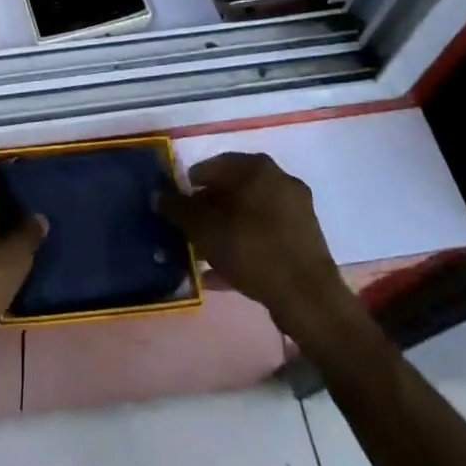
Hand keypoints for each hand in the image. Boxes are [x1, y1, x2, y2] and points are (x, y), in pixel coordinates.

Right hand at [157, 153, 352, 338]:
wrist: (308, 299)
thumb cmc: (252, 249)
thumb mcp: (204, 228)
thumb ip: (178, 209)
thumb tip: (158, 195)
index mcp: (258, 168)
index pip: (215, 165)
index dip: (192, 183)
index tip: (178, 205)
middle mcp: (280, 181)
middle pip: (234, 190)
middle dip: (209, 209)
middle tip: (189, 230)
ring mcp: (296, 212)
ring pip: (249, 216)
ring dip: (225, 231)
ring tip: (202, 254)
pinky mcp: (305, 242)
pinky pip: (265, 238)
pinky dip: (244, 249)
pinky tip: (223, 274)